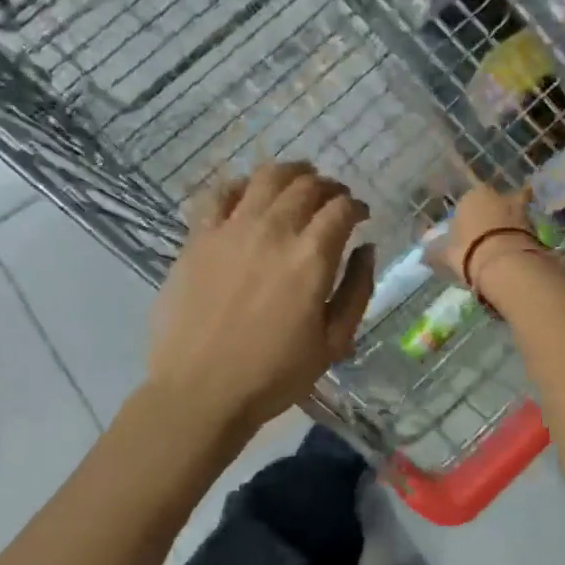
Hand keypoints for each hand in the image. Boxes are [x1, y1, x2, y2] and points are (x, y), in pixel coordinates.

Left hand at [148, 161, 376, 433]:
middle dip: (329, 187)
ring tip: (298, 181)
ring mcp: (231, 229)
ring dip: (290, 173)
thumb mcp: (334, 342)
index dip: (357, 206)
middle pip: (307, 185)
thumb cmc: (274, 374)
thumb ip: (357, 289)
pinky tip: (248, 194)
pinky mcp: (198, 237)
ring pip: (266, 177)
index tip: (361, 216)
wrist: (200, 390)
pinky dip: (241, 185)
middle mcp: (273, 230)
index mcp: (311, 257)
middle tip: (333, 200)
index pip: (341, 208)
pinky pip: (219, 193)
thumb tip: (366, 248)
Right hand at [434, 183, 548, 304]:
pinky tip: (518, 251)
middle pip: (496, 202)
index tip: (466, 233)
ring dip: (512, 224)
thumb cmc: (468, 252)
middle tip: (490, 235)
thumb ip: (435, 253)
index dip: (467, 217)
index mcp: (472, 196)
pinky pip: (526, 230)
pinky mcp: (536, 227)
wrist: (505, 264)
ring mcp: (520, 210)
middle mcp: (497, 196)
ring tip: (506, 244)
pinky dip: (523, 238)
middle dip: (495, 214)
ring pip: (515, 213)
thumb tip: (423, 256)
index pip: (468, 201)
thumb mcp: (445, 255)